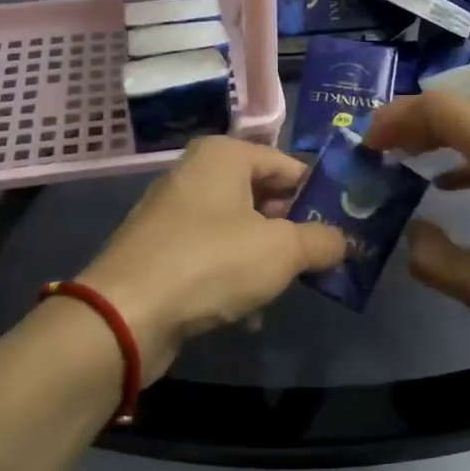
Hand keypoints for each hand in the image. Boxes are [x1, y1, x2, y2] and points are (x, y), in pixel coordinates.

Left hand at [77, 137, 346, 379]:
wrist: (126, 315)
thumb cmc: (212, 263)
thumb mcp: (283, 250)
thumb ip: (322, 241)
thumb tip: (343, 241)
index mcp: (224, 155)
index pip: (287, 164)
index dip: (319, 194)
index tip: (344, 225)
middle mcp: (196, 174)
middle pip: (263, 195)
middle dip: (293, 229)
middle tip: (322, 258)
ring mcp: (174, 213)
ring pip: (239, 229)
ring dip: (266, 259)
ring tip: (289, 288)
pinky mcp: (161, 251)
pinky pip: (212, 256)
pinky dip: (234, 277)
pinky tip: (250, 314)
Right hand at [363, 93, 469, 372]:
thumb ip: (435, 260)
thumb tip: (412, 233)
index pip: (442, 109)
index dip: (398, 118)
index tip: (366, 142)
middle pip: (464, 110)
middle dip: (415, 125)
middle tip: (378, 151)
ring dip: (444, 139)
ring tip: (407, 163)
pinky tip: (456, 186)